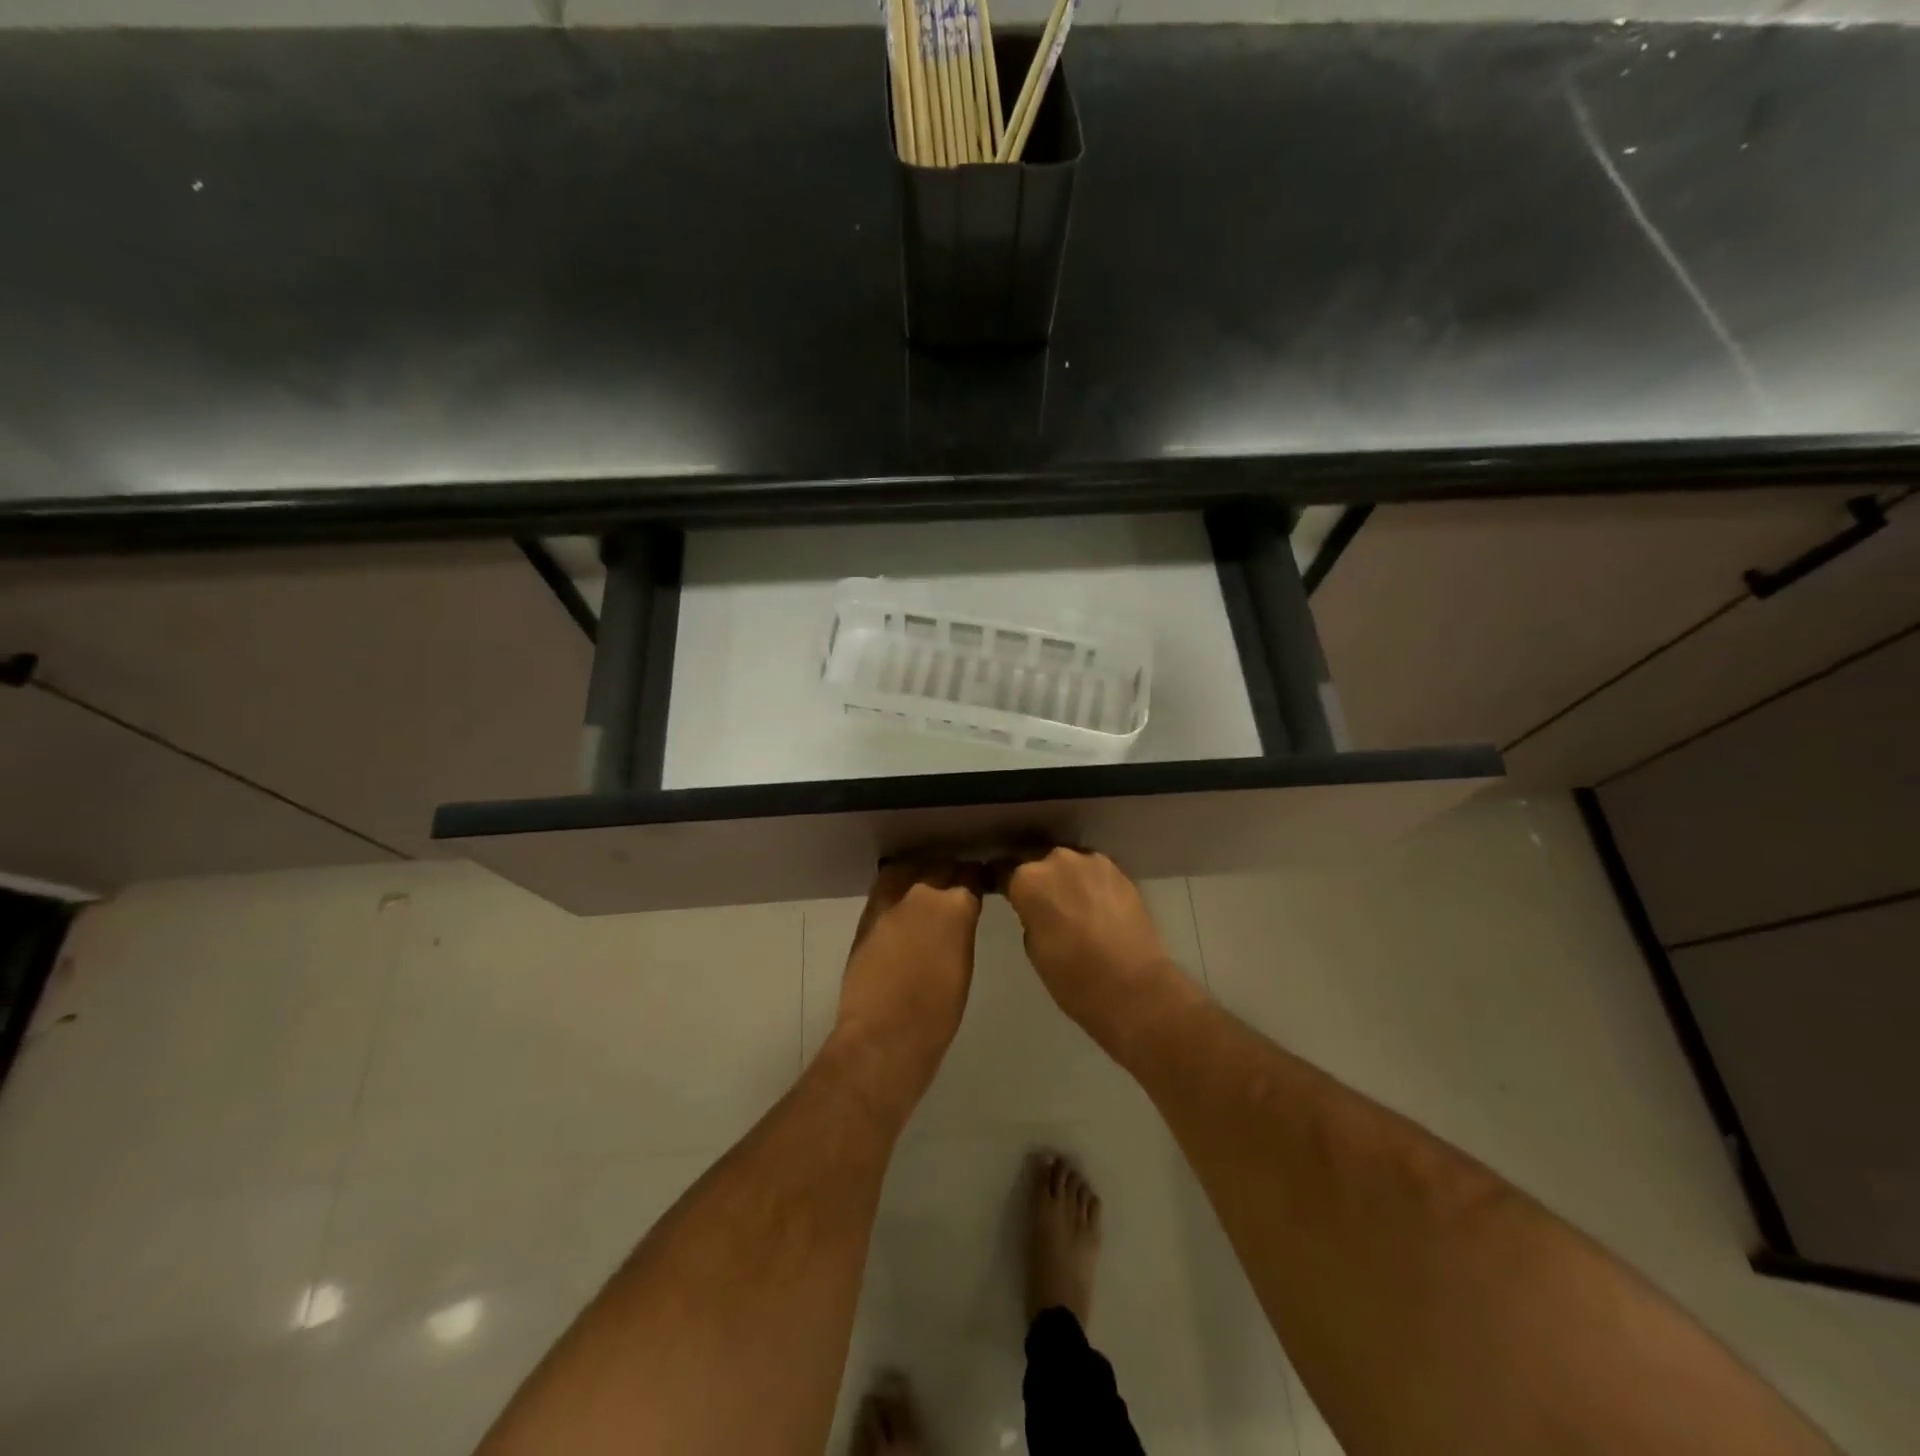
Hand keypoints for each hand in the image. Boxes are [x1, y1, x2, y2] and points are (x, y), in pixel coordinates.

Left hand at [829, 860, 984, 1101]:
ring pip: (907, 871)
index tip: (979, 882)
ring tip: (926, 887)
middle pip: (939, 867)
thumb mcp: (963, 966)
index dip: (975, 877)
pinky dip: (897, 892)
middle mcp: (922, 894)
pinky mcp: (866, 918)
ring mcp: (890, 904)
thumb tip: (957, 920)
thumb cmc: (937, 1014)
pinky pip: (885, 890)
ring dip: (919, 875)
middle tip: (955, 885)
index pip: (970, 875)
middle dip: (949, 873)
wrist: (884, 1036)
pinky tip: (902, 906)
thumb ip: (960, 931)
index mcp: (956, 907)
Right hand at [1001, 848, 1199, 1044]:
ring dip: (1064, 878)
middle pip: (1036, 860)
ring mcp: (1092, 862)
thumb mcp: (1033, 947)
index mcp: (1028, 879)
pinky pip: (1093, 872)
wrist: (1134, 988)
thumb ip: (1029, 915)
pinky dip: (1088, 884)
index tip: (1000, 891)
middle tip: (1039, 902)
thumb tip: (1036, 907)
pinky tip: (1093, 905)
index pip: (1002, 869)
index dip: (999, 881)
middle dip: (1035, 877)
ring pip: (1067, 863)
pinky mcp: (1120, 871)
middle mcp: (1057, 859)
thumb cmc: (1073, 978)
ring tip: (1069, 903)